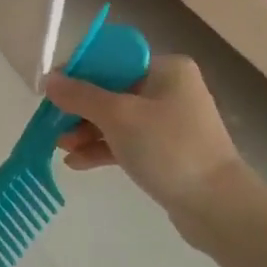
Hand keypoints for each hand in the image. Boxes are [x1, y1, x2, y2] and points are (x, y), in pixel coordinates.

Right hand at [44, 56, 247, 246]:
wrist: (218, 206)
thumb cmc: (169, 148)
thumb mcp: (118, 117)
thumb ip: (80, 96)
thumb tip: (49, 79)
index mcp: (166, 69)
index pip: (113, 61)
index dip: (79, 73)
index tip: (52, 92)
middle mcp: (170, 89)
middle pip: (113, 90)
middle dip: (80, 109)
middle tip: (53, 126)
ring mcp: (170, 122)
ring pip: (118, 119)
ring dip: (87, 131)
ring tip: (61, 148)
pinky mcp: (167, 152)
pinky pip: (127, 142)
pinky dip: (103, 149)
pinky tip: (76, 163)